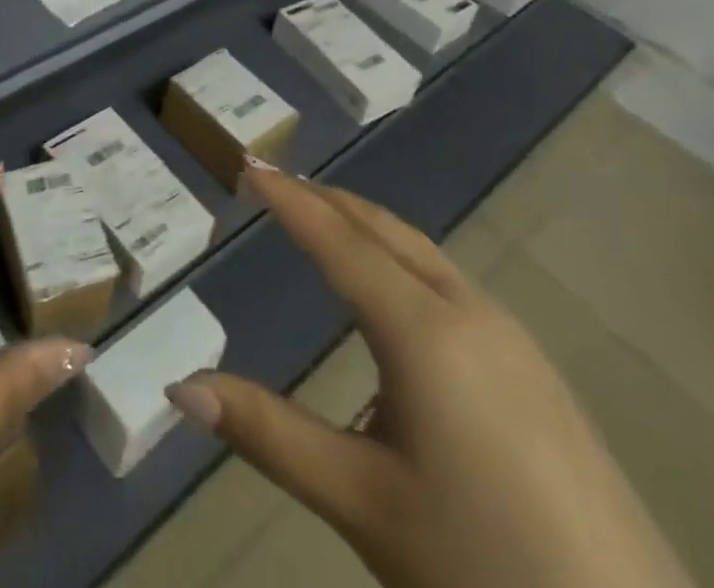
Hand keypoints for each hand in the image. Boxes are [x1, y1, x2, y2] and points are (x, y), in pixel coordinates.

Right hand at [166, 165, 689, 587]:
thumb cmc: (481, 565)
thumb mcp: (361, 502)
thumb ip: (268, 434)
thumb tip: (180, 387)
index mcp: (422, 329)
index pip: (338, 241)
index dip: (290, 201)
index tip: (251, 165)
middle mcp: (468, 310)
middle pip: (383, 231)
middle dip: (327, 200)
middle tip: (278, 184)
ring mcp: (510, 335)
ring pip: (421, 253)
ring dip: (366, 229)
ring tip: (323, 225)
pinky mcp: (533, 367)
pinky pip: (449, 283)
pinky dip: (400, 261)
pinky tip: (393, 302)